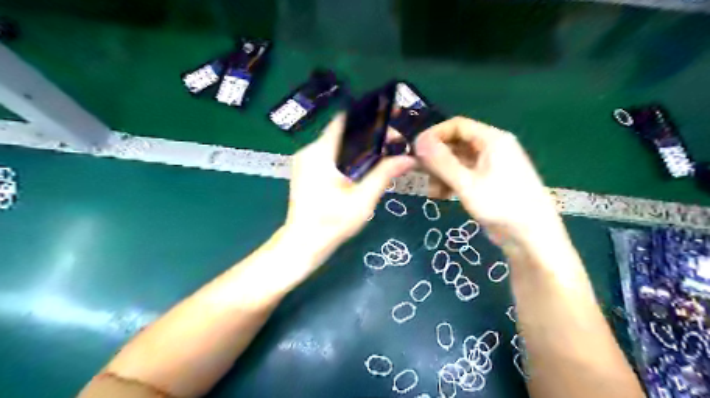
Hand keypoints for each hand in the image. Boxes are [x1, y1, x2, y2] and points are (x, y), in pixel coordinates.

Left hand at [283, 114, 417, 260]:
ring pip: (338, 143)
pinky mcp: (306, 170)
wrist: (302, 243)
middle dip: (370, 134)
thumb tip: (408, 158)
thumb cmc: (332, 224)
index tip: (392, 121)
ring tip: (384, 155)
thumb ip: (384, 175)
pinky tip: (364, 168)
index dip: (370, 116)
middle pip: (343, 131)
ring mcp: (305, 160)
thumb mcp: (362, 200)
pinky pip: (331, 154)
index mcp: (320, 153)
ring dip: (361, 146)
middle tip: (393, 144)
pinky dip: (349, 156)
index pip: (345, 120)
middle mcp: (309, 150)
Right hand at [417, 117, 559, 242]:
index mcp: (492, 139)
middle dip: (436, 159)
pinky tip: (442, 196)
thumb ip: (441, 162)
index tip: (415, 150)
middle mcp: (491, 147)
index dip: (434, 134)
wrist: (532, 236)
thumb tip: (418, 141)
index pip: (457, 125)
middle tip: (420, 174)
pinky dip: (451, 182)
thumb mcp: (466, 183)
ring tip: (433, 192)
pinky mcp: (488, 181)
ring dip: (441, 173)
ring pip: (457, 160)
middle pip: (456, 143)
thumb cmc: (501, 205)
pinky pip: (463, 174)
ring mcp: (490, 165)